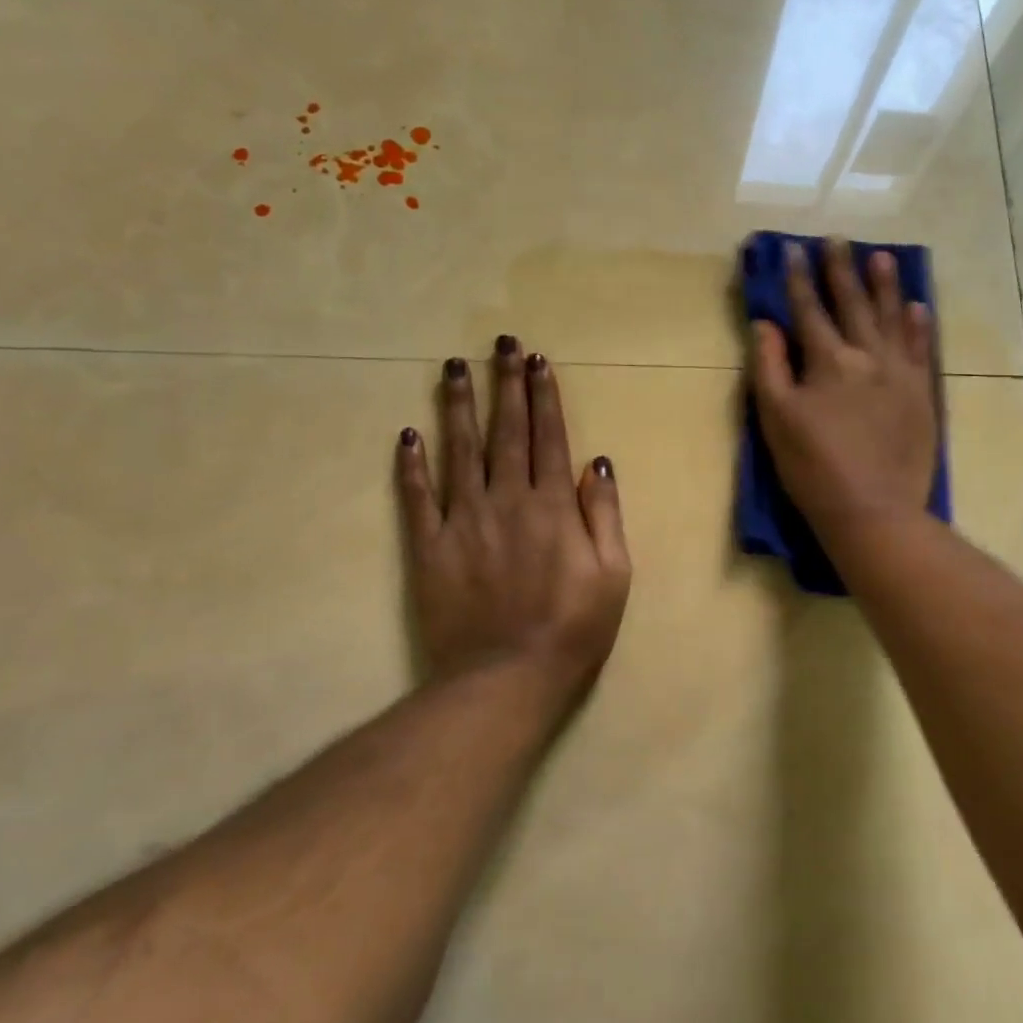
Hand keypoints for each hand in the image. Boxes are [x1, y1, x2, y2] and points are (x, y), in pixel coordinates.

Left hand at [398, 337, 631, 720]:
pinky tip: (409, 434)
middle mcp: (507, 499)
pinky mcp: (429, 546)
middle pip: (506, 431)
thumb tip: (598, 461)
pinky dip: (412, 465)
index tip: (538, 361)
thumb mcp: (614, 574)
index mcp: (553, 506)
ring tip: (454, 367)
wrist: (506, 678)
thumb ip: (605, 514)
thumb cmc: (573, 629)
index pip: (549, 437)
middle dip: (505, 384)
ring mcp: (464, 520)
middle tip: (501, 344)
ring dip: (458, 405)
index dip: (544, 396)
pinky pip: (418, 498)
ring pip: (460, 450)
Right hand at [747, 237, 939, 540]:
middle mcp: (867, 356)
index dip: (798, 279)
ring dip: (885, 285)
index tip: (793, 249)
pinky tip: (917, 306)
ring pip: (891, 317)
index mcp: (827, 360)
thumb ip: (769, 366)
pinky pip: (921, 350)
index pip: (809, 310)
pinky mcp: (921, 395)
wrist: (874, 511)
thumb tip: (765, 324)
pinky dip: (918, 326)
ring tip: (881, 257)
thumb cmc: (814, 468)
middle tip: (837, 240)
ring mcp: (900, 373)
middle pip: (852, 304)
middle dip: (841, 270)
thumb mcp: (776, 419)